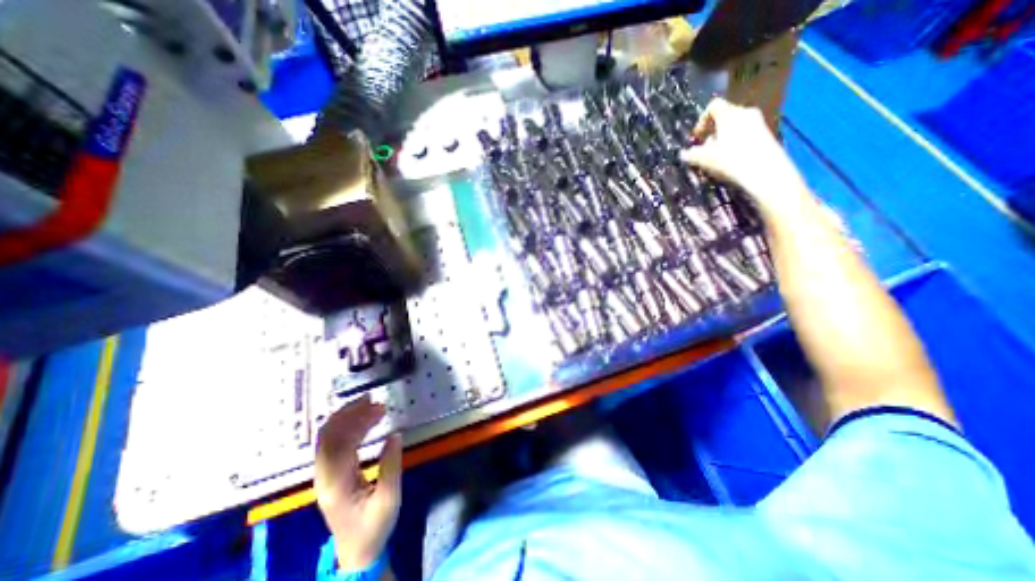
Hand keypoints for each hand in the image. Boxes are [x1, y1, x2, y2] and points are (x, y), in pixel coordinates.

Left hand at [313, 398, 401, 568]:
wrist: (356, 551)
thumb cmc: (374, 526)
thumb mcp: (389, 499)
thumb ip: (391, 466)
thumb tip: (395, 434)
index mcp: (336, 483)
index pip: (338, 443)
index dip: (356, 420)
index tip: (380, 408)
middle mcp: (324, 475)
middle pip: (328, 435)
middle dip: (351, 413)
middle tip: (377, 403)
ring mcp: (324, 474)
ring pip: (328, 436)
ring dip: (348, 417)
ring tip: (372, 405)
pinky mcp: (329, 473)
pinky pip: (333, 442)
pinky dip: (347, 426)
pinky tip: (364, 420)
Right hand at [685, 98, 812, 215]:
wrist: (765, 171)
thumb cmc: (731, 160)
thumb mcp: (704, 159)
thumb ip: (691, 155)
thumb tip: (684, 154)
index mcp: (729, 114)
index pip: (713, 106)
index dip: (701, 121)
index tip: (696, 137)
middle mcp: (745, 113)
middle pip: (724, 117)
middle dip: (712, 132)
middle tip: (704, 149)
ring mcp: (758, 123)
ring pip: (734, 127)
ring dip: (723, 140)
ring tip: (716, 158)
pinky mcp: (765, 135)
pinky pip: (744, 135)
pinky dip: (734, 145)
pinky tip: (730, 161)